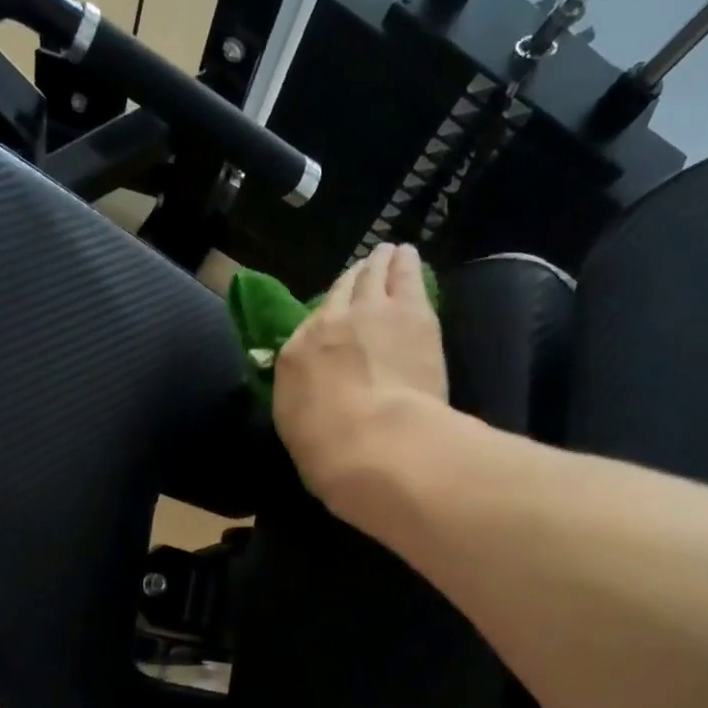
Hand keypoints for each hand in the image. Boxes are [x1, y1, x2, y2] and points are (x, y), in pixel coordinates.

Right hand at [272, 242, 447, 515]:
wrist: (373, 442)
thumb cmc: (329, 454)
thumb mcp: (300, 432)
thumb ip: (306, 405)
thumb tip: (315, 399)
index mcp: (295, 357)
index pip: (309, 329)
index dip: (325, 320)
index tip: (334, 319)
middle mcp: (327, 323)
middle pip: (341, 292)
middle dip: (352, 281)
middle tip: (362, 270)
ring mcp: (371, 312)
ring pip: (373, 275)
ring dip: (379, 263)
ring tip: (387, 254)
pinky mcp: (412, 312)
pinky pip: (406, 277)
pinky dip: (406, 264)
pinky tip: (408, 255)